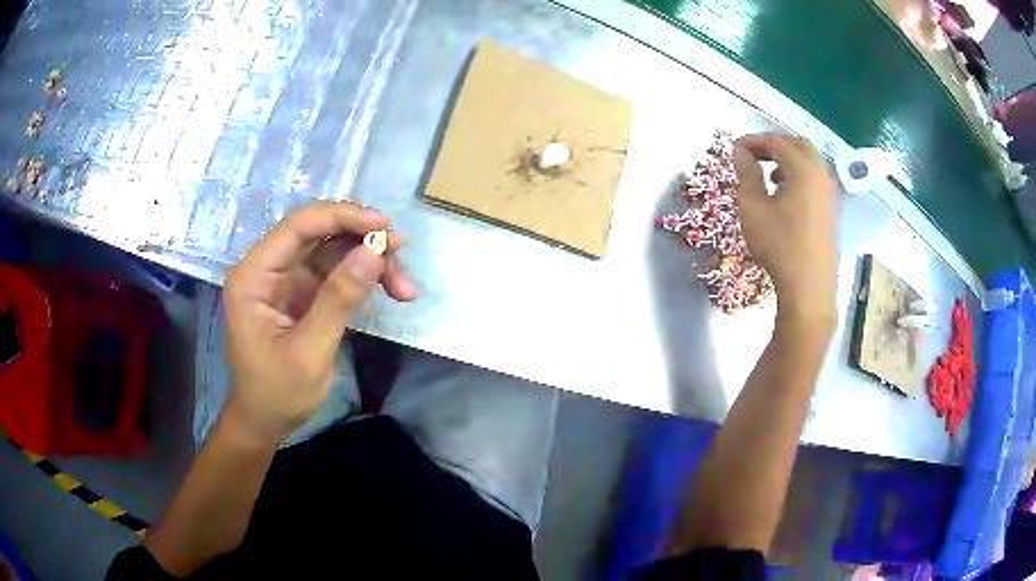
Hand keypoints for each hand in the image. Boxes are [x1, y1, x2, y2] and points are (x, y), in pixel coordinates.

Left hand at [222, 202, 417, 442]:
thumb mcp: (309, 351)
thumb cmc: (277, 393)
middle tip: (401, 259)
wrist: (265, 421)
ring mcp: (286, 279)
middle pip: (319, 233)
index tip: (385, 228)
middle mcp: (268, 267)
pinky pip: (336, 271)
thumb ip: (338, 299)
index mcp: (254, 275)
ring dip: (369, 261)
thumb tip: (374, 251)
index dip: (343, 217)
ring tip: (404, 288)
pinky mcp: (302, 292)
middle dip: (362, 241)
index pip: (299, 226)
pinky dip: (363, 278)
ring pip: (333, 250)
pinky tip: (389, 290)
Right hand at [733, 133, 837, 324]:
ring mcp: (829, 192)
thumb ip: (746, 174)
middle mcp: (820, 174)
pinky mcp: (831, 208)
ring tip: (768, 173)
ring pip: (809, 161)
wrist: (808, 286)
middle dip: (773, 144)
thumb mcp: (753, 208)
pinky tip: (785, 193)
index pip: (776, 141)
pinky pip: (815, 178)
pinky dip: (798, 174)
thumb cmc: (779, 245)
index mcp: (803, 169)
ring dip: (787, 159)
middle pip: (797, 144)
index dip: (752, 141)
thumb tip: (741, 152)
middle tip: (752, 155)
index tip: (733, 150)